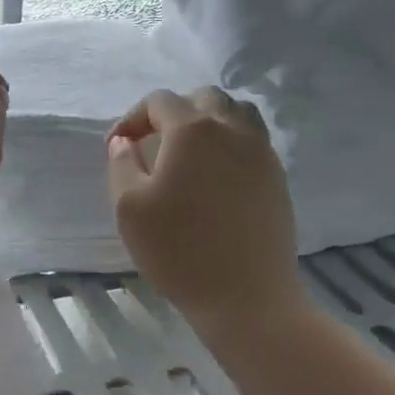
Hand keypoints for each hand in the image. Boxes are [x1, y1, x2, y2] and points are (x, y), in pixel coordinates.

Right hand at [107, 88, 305, 329]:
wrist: (247, 296)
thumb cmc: (179, 251)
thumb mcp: (129, 207)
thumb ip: (121, 164)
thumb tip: (124, 142)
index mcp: (193, 129)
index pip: (159, 101)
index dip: (132, 118)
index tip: (117, 146)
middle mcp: (232, 128)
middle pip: (203, 98)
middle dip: (173, 112)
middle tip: (153, 142)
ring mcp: (261, 151)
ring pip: (236, 112)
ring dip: (209, 120)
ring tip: (190, 150)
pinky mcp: (277, 175)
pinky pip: (253, 139)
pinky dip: (231, 141)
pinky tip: (216, 174)